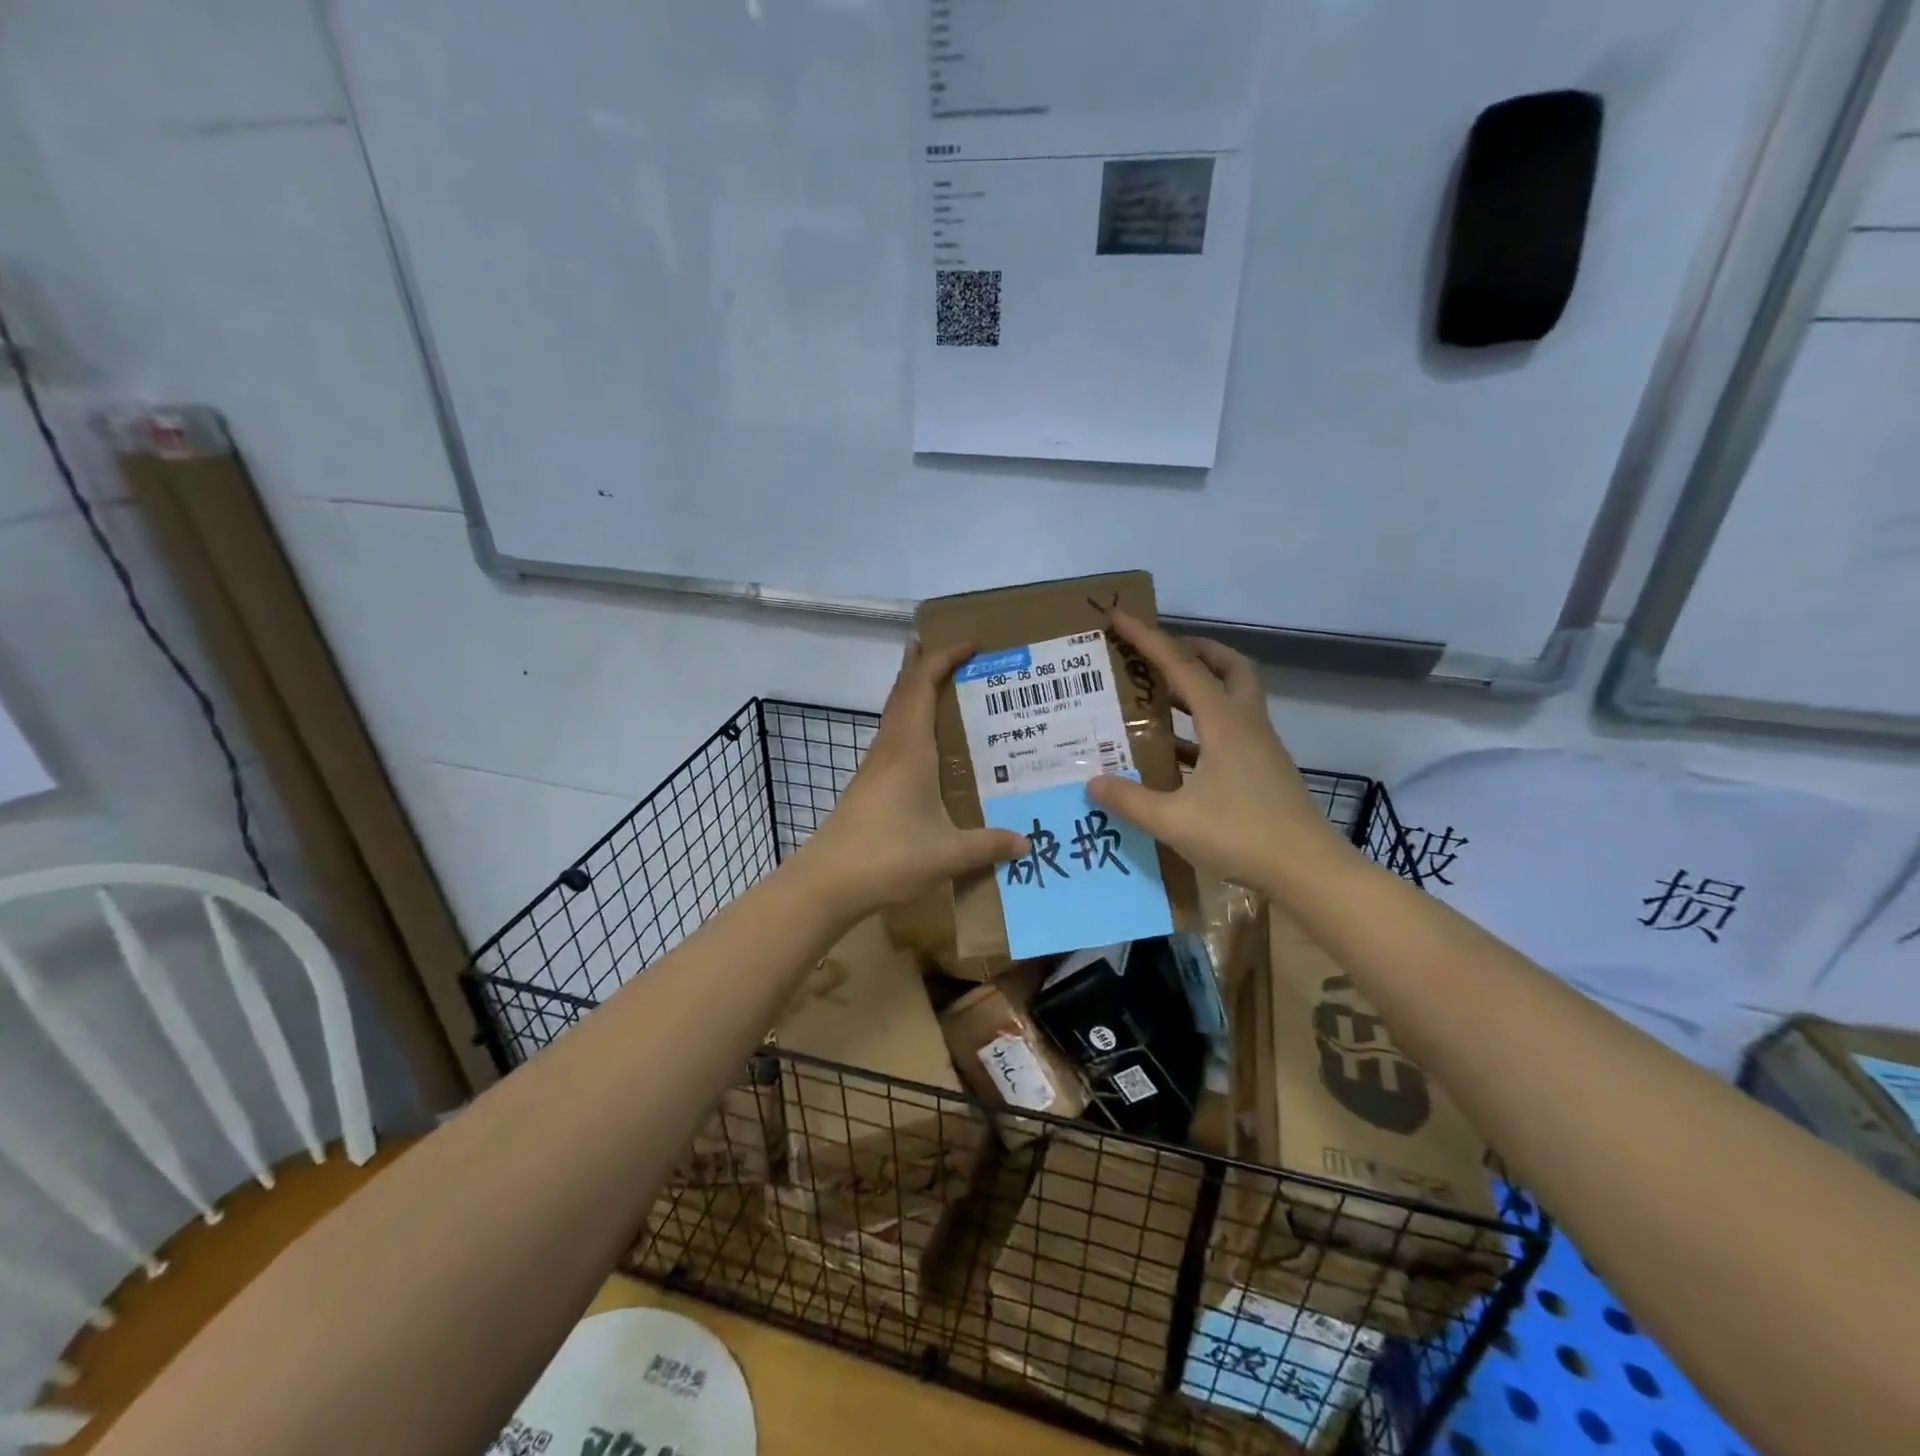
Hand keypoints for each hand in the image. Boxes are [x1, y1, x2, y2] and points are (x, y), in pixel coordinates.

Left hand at [795, 640, 1029, 918]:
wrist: (827, 882)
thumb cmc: (888, 856)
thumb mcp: (948, 853)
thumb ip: (989, 845)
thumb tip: (1027, 842)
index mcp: (909, 750)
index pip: (923, 686)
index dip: (944, 658)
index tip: (972, 644)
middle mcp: (889, 749)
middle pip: (903, 691)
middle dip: (924, 663)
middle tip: (952, 650)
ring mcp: (874, 767)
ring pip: (894, 713)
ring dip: (914, 691)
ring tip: (940, 685)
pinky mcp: (868, 786)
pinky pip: (892, 738)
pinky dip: (910, 723)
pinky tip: (925, 745)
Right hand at [1088, 611, 1348, 895]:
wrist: (1309, 873)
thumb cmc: (1243, 836)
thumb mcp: (1175, 821)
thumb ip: (1130, 800)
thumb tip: (1092, 782)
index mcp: (1225, 723)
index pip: (1183, 667)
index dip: (1149, 639)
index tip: (1120, 617)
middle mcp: (1245, 725)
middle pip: (1228, 667)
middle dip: (1194, 650)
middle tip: (1158, 654)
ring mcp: (1258, 748)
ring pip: (1232, 699)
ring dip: (1198, 688)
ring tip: (1156, 697)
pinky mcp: (1262, 771)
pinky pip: (1229, 731)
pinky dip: (1201, 728)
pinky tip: (1174, 753)